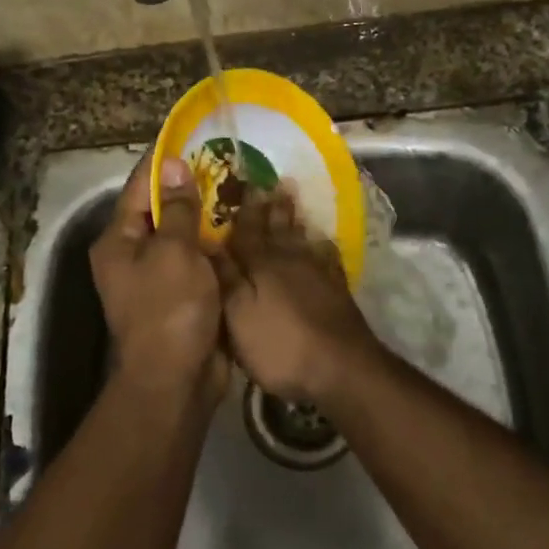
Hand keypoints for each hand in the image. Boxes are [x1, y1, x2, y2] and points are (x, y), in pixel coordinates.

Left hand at [89, 155, 226, 410]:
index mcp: (119, 241)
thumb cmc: (169, 309)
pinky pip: (199, 259)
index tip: (191, 136)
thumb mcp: (174, 252)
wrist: (177, 380)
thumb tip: (172, 164)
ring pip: (184, 235)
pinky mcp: (183, 295)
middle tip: (227, 161)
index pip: (140, 188)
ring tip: (241, 187)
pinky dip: (216, 244)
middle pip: (162, 210)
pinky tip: (244, 227)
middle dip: (192, 188)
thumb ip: (179, 209)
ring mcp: (158, 277)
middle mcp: (133, 255)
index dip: (164, 162)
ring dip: (208, 216)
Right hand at [214, 191, 388, 411]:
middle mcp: (290, 261)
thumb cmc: (280, 346)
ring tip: (292, 199)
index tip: (246, 181)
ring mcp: (318, 274)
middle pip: (279, 228)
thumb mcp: (238, 316)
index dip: (246, 208)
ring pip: (303, 238)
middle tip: (273, 181)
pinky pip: (328, 259)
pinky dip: (323, 246)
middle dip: (273, 206)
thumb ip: (225, 278)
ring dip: (296, 219)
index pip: (249, 229)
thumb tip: (207, 242)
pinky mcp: (337, 291)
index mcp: (261, 265)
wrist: (341, 368)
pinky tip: (323, 241)